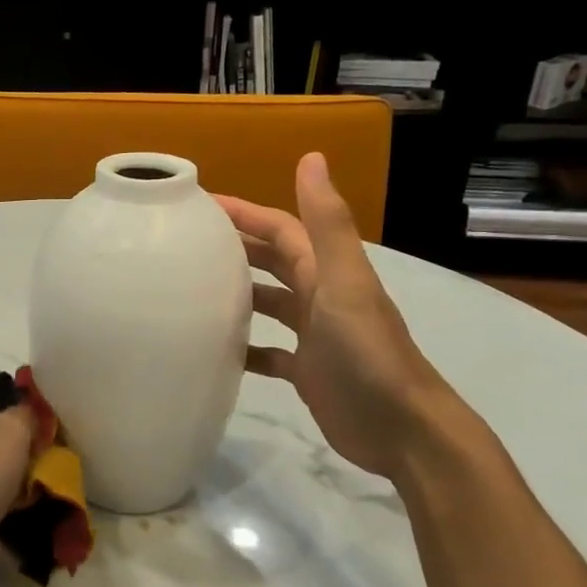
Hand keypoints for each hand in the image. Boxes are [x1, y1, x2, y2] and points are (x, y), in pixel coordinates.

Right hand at [216, 153, 459, 479]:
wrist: (401, 430)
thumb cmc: (367, 353)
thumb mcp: (344, 282)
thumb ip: (327, 224)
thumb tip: (312, 156)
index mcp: (327, 271)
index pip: (279, 229)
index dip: (243, 213)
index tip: (198, 204)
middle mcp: (320, 296)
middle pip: (272, 261)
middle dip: (235, 247)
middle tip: (185, 243)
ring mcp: (314, 335)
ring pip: (269, 303)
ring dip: (238, 292)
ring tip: (192, 290)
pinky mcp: (307, 371)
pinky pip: (268, 350)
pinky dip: (245, 346)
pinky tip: (217, 350)